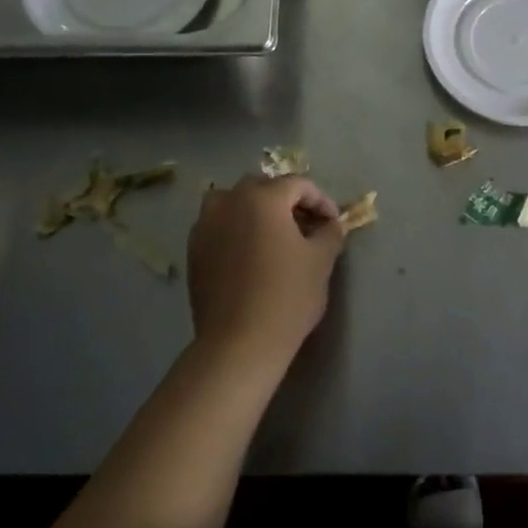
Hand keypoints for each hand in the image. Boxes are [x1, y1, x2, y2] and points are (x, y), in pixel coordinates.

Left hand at [188, 175, 345, 365]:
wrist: (239, 342)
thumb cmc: (287, 296)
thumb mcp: (320, 261)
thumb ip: (330, 233)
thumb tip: (333, 224)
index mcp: (262, 198)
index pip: (298, 185)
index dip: (321, 200)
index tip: (334, 223)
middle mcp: (229, 202)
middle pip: (262, 187)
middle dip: (286, 201)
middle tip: (306, 225)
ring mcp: (205, 225)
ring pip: (233, 203)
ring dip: (255, 211)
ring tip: (274, 236)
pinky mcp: (193, 250)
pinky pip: (219, 226)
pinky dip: (236, 230)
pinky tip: (251, 254)